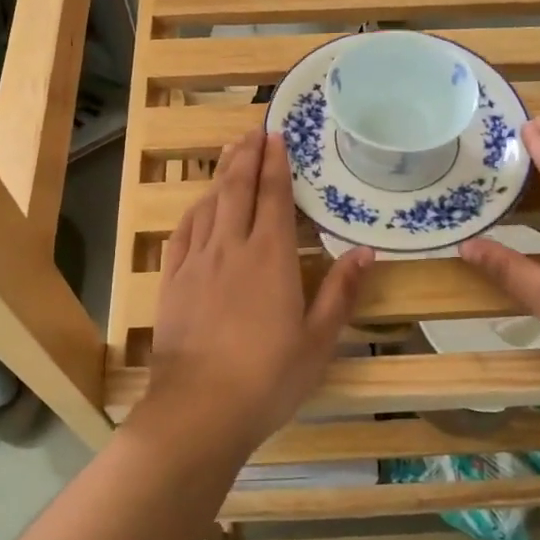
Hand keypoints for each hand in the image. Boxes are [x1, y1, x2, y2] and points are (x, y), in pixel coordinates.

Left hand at [144, 130, 373, 454]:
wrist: (199, 409)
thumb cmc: (268, 377)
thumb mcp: (319, 340)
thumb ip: (341, 291)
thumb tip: (366, 251)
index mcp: (271, 256)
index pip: (274, 196)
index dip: (276, 162)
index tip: (276, 134)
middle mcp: (232, 247)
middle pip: (237, 188)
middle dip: (247, 155)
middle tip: (254, 130)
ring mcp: (197, 262)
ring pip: (209, 204)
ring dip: (221, 175)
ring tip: (229, 153)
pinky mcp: (172, 281)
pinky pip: (183, 233)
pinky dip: (194, 211)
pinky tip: (199, 206)